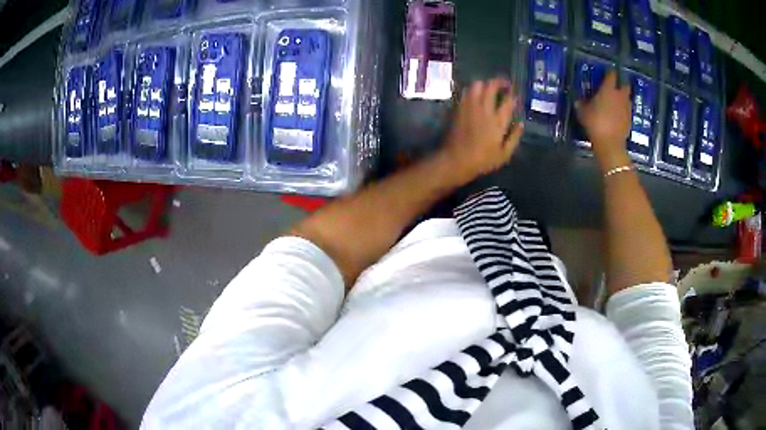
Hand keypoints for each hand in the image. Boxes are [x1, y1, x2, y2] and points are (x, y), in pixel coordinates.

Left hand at [441, 78, 523, 182]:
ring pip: (477, 85)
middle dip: (499, 82)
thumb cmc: (483, 160)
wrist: (456, 160)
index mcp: (498, 121)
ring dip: (485, 84)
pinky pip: (466, 92)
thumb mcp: (504, 154)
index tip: (515, 94)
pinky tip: (476, 94)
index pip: (508, 100)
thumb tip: (521, 123)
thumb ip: (514, 137)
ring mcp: (469, 107)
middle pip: (491, 86)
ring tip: (489, 88)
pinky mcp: (458, 108)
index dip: (513, 94)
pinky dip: (472, 89)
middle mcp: (484, 109)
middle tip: (504, 85)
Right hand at [575, 71, 631, 171]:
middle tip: (614, 88)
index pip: (611, 74)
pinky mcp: (630, 120)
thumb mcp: (583, 113)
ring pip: (627, 98)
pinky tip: (617, 116)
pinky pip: (627, 111)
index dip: (609, 72)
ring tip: (616, 103)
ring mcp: (627, 108)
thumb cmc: (595, 123)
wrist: (610, 144)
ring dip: (623, 98)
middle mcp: (620, 95)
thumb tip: (578, 101)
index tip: (606, 73)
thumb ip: (582, 104)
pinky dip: (623, 111)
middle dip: (621, 84)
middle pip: (624, 85)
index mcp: (608, 89)